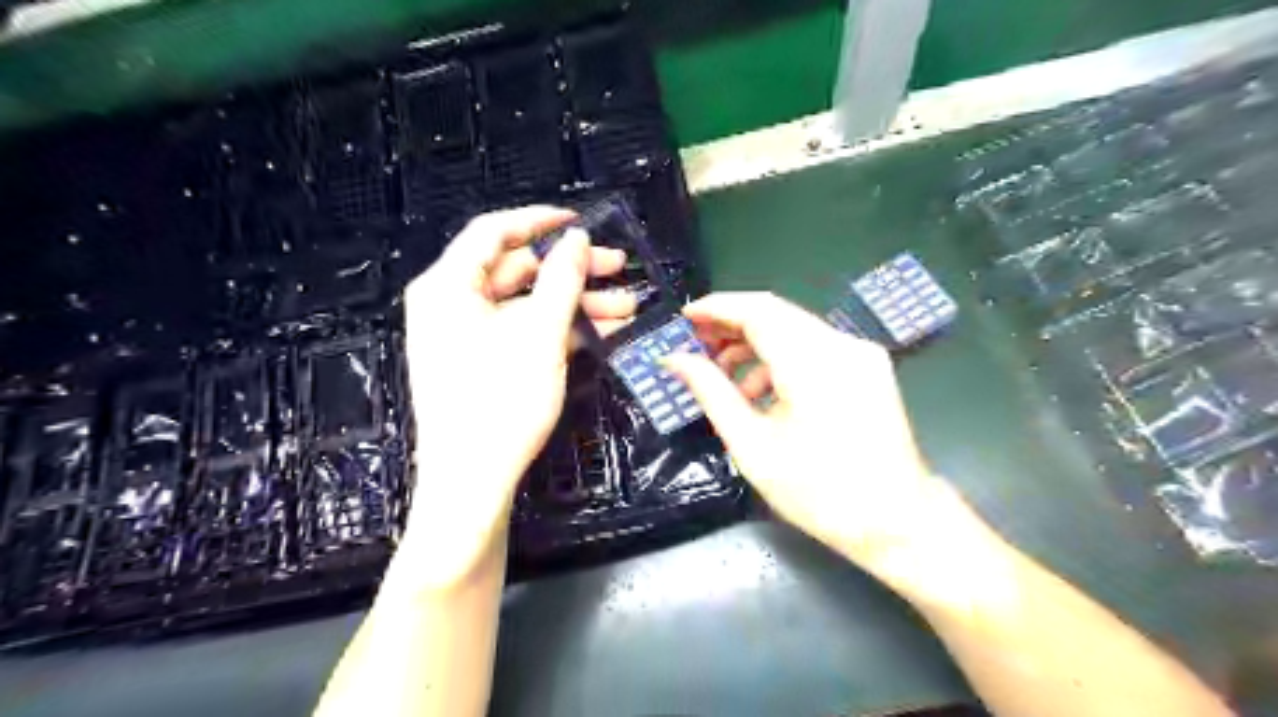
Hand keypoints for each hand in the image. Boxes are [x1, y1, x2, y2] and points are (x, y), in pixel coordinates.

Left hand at [398, 206, 631, 584]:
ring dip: (576, 303)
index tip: (582, 221)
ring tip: (626, 306)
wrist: (473, 482)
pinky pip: (524, 331)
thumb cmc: (501, 401)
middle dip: (573, 271)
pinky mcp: (484, 361)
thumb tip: (577, 239)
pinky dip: (561, 329)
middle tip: (620, 268)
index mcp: (448, 286)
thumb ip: (562, 279)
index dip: (540, 221)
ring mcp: (468, 335)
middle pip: (518, 270)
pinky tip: (603, 331)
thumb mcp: (540, 334)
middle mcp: (452, 303)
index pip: (494, 232)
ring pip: (528, 304)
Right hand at [664, 291, 953, 575]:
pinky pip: (814, 347)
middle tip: (697, 347)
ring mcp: (860, 354)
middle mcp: (842, 345)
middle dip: (731, 326)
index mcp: (813, 364)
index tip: (684, 319)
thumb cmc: (819, 493)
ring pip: (794, 329)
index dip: (717, 308)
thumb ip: (711, 392)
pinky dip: (781, 359)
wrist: (898, 521)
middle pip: (776, 314)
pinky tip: (762, 391)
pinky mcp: (868, 366)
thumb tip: (675, 360)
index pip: (757, 311)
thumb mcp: (753, 446)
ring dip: (755, 345)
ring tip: (724, 377)